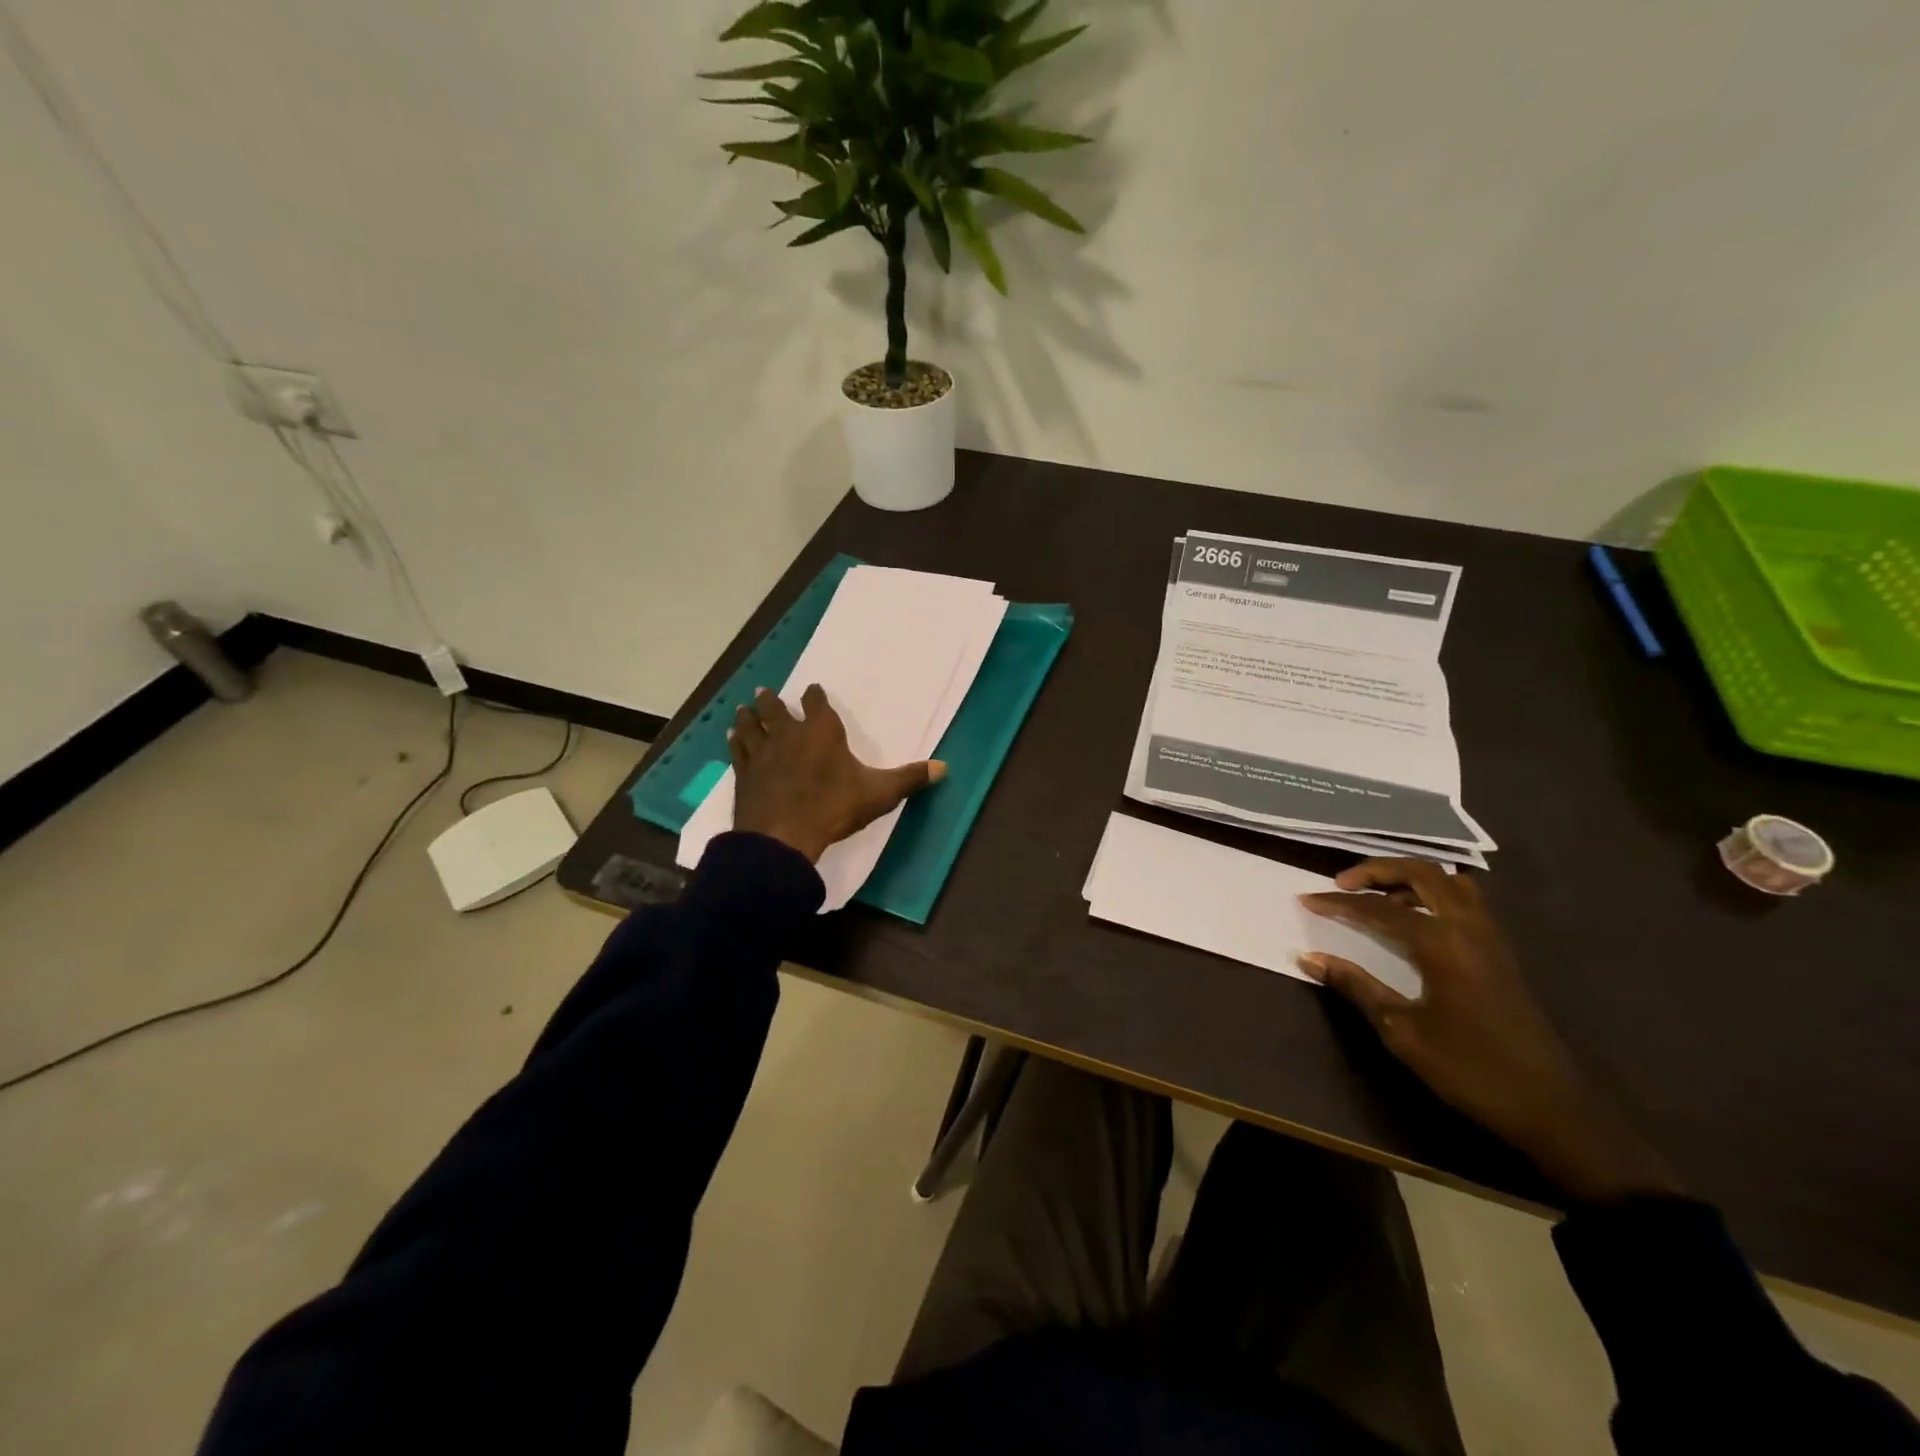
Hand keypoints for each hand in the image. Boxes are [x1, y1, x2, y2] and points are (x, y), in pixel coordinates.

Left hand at [729, 685, 943, 864]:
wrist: (782, 837)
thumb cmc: (833, 808)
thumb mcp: (879, 794)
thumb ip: (909, 778)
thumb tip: (944, 767)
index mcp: (822, 732)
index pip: (816, 703)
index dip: (815, 696)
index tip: (813, 691)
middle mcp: (788, 734)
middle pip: (775, 709)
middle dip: (772, 700)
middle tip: (766, 693)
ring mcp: (762, 753)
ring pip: (750, 725)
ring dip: (748, 716)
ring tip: (745, 708)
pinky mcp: (744, 773)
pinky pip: (738, 750)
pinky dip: (735, 741)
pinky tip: (732, 737)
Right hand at [1299, 859, 1678, 1202]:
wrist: (1553, 1108)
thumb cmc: (1470, 1069)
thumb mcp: (1402, 1032)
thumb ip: (1356, 987)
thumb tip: (1309, 958)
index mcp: (1442, 943)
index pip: (1378, 909)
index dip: (1338, 903)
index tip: (1306, 900)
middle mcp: (1468, 928)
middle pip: (1422, 873)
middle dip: (1377, 870)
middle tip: (1342, 884)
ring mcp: (1490, 938)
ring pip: (1449, 882)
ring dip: (1409, 879)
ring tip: (1378, 899)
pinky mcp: (1500, 952)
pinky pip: (1464, 902)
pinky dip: (1432, 896)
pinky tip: (1413, 922)